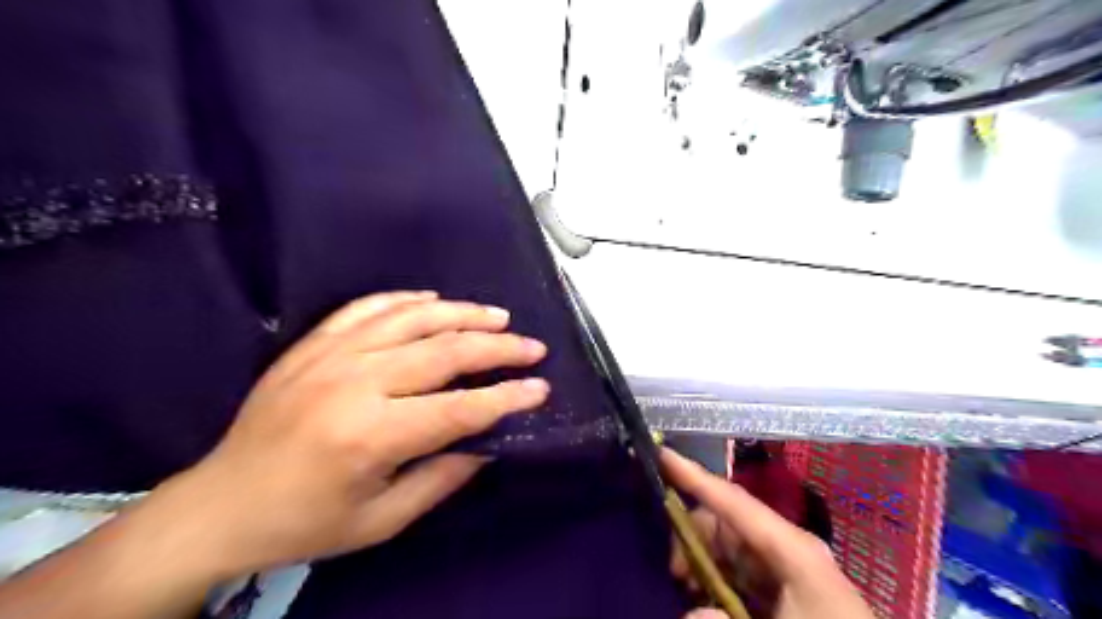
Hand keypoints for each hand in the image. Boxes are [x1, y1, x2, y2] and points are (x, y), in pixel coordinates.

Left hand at [143, 292, 548, 581]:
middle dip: (498, 348)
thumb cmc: (307, 521)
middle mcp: (354, 383)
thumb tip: (487, 441)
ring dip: (462, 313)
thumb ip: (442, 478)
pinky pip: (368, 308)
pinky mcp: (313, 344)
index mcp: (371, 435)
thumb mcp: (382, 520)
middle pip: (444, 352)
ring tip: (498, 316)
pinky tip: (434, 300)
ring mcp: (330, 355)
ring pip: (412, 318)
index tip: (540, 387)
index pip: (460, 408)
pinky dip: (406, 299)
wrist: (221, 504)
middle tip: (532, 347)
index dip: (507, 397)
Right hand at [657, 449, 873, 618]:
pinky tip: (707, 599)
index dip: (693, 476)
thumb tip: (691, 614)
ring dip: (702, 561)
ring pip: (728, 545)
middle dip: (691, 535)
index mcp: (791, 546)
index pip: (733, 501)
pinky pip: (740, 569)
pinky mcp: (787, 585)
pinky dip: (717, 577)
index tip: (659, 454)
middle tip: (675, 573)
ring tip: (688, 589)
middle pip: (724, 520)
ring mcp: (787, 564)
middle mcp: (786, 545)